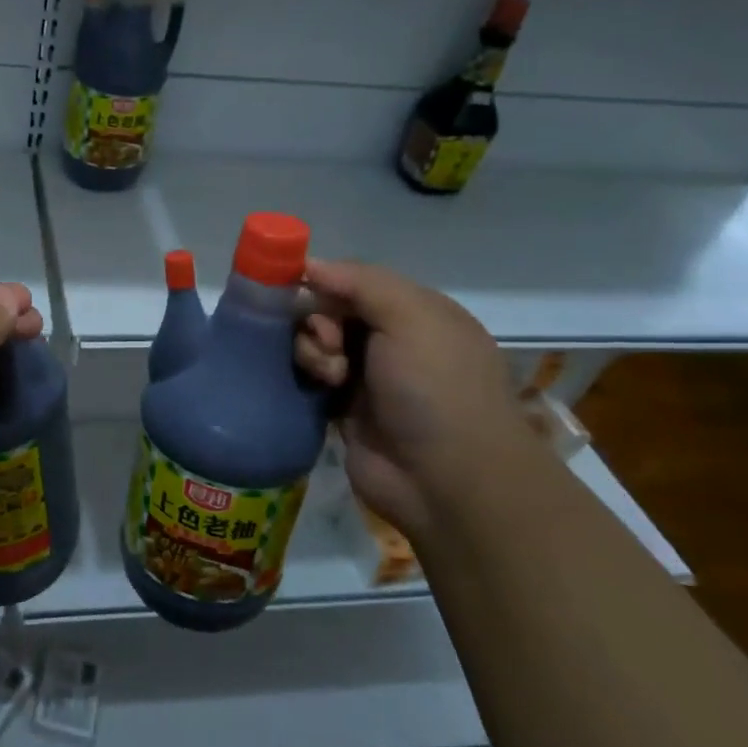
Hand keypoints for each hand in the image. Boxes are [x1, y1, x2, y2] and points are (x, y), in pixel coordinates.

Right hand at [294, 259, 537, 534]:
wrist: (446, 480)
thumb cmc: (435, 388)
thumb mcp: (411, 317)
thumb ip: (360, 282)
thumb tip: (309, 265)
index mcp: (416, 313)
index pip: (356, 281)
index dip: (326, 282)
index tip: (300, 289)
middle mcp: (391, 341)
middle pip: (329, 311)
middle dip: (318, 320)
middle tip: (329, 343)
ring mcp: (367, 378)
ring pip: (315, 345)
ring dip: (312, 352)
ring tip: (330, 376)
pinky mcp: (343, 411)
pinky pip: (309, 380)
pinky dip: (306, 378)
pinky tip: (317, 389)